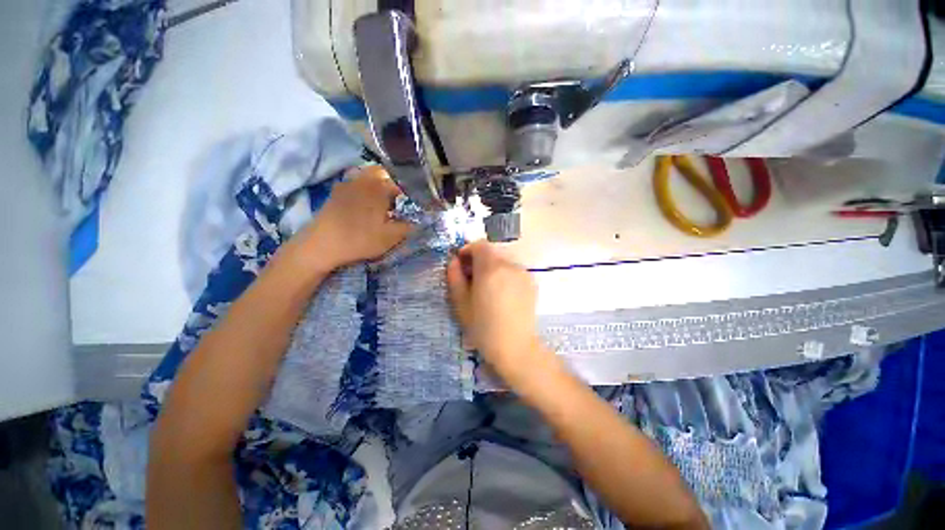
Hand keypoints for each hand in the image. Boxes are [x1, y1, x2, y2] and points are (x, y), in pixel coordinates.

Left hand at [292, 166, 412, 272]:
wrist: (322, 244)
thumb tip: (416, 222)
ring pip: (367, 176)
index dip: (408, 193)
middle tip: (396, 201)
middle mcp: (363, 180)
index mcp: (379, 189)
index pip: (400, 184)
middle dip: (391, 183)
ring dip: (376, 184)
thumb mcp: (390, 238)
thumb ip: (407, 228)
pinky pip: (354, 183)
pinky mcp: (336, 192)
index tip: (411, 204)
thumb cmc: (360, 239)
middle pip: (382, 173)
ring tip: (380, 202)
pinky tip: (363, 204)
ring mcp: (347, 184)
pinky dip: (363, 189)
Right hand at [446, 241, 558, 386]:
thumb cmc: (483, 328)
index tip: (462, 265)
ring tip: (488, 291)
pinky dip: (504, 276)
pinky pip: (513, 271)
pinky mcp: (531, 282)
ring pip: (502, 262)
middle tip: (472, 281)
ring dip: (492, 269)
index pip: (480, 245)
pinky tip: (502, 296)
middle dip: (479, 262)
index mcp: (491, 268)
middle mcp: (509, 265)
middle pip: (491, 253)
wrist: (516, 347)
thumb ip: (455, 277)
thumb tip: (454, 260)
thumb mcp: (461, 304)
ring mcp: (523, 273)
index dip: (468, 250)